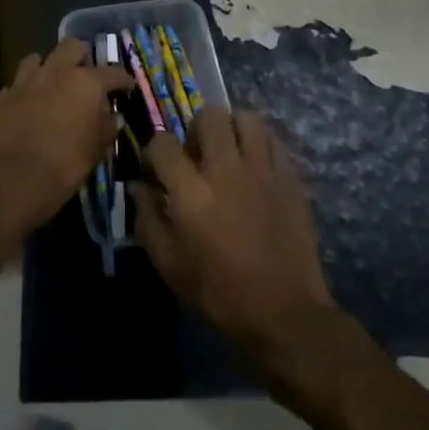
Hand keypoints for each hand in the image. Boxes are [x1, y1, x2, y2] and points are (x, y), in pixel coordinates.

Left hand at [0, 39, 134, 231]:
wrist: (15, 176)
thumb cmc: (66, 162)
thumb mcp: (97, 148)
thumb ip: (107, 127)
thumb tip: (113, 117)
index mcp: (86, 82)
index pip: (113, 72)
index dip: (123, 79)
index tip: (127, 87)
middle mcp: (56, 72)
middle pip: (71, 46)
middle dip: (80, 56)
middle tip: (85, 74)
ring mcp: (26, 81)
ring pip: (37, 59)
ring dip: (47, 68)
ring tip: (51, 84)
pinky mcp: (3, 96)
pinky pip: (16, 85)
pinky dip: (24, 92)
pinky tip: (27, 106)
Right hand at [131, 108, 337, 374]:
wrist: (284, 314)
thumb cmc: (220, 293)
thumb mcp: (169, 264)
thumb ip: (147, 218)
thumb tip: (138, 186)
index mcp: (192, 192)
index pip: (163, 143)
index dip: (154, 152)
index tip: (155, 171)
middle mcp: (226, 170)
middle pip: (208, 116)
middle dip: (195, 130)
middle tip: (196, 156)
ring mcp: (263, 170)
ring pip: (246, 118)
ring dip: (231, 129)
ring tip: (228, 153)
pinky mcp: (290, 178)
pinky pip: (273, 140)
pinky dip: (259, 144)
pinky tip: (254, 168)